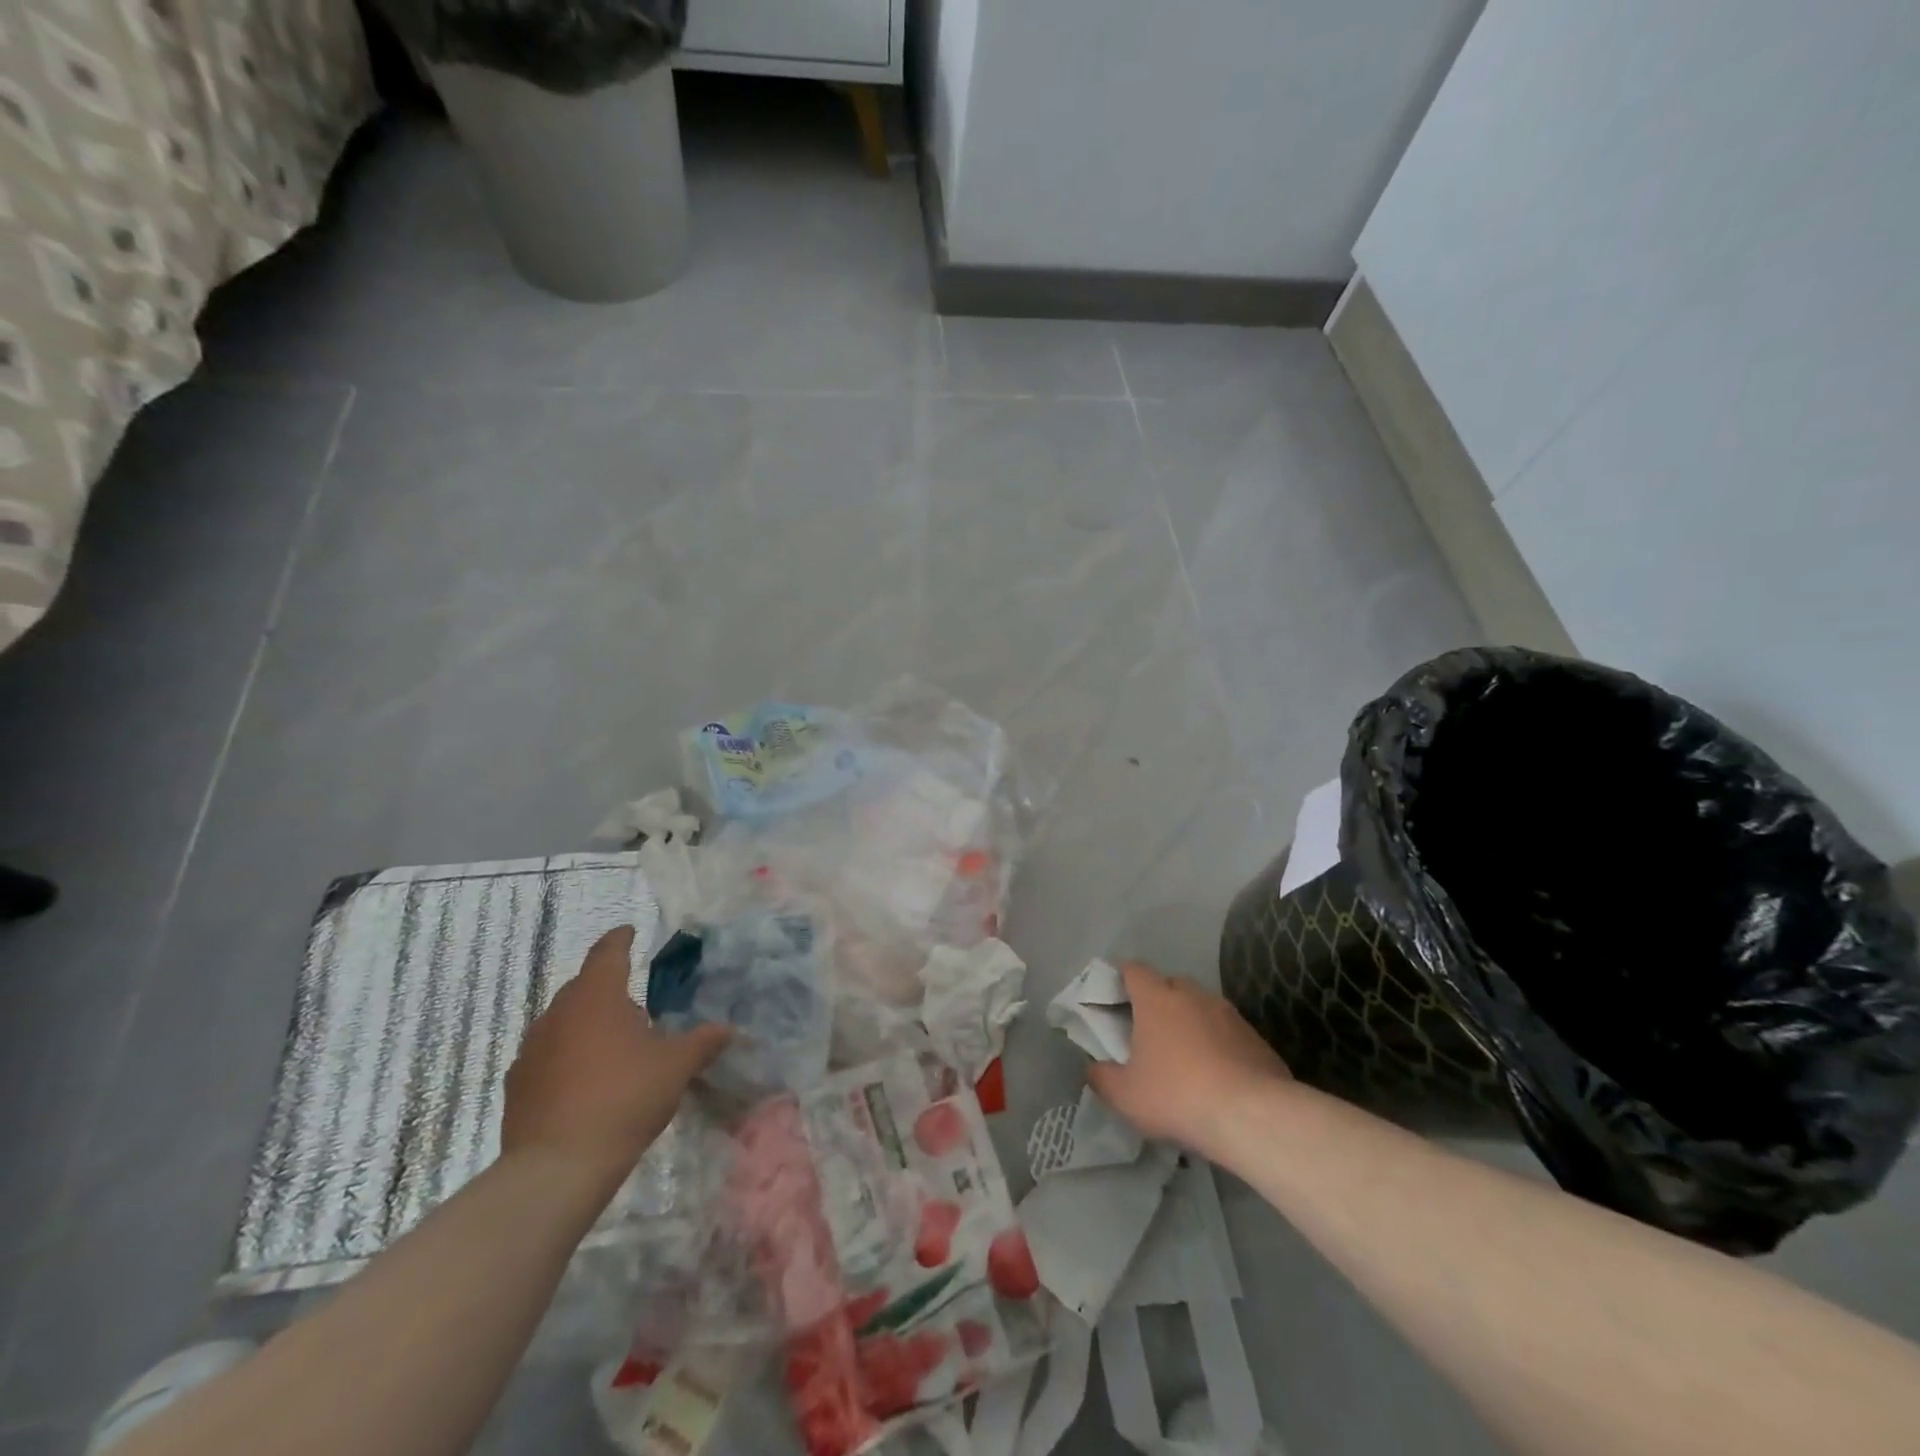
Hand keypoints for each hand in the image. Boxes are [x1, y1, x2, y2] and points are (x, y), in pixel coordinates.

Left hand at [502, 925, 729, 1185]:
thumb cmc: (624, 1098)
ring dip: (586, 1023)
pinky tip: (584, 1079)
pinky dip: (566, 1055)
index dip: (621, 940)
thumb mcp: (676, 1066)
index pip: (608, 952)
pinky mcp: (517, 1085)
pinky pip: (547, 1055)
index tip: (629, 932)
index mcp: (597, 996)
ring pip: (562, 1020)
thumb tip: (728, 1029)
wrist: (557, 1167)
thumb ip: (703, 1041)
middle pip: (583, 985)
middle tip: (635, 1002)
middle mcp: (558, 1013)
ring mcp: (532, 1049)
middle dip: (607, 986)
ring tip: (612, 1043)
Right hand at [1087, 961, 1291, 1157]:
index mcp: (1156, 999)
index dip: (1122, 977)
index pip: (1134, 969)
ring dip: (1191, 1022)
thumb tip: (1094, 1067)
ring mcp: (1228, 1013)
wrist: (1251, 1116)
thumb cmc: (1176, 1095)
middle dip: (1158, 1001)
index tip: (1116, 996)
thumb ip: (1102, 1077)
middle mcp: (1193, 995)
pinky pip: (1228, 1031)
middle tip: (1149, 1032)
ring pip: (1202, 1007)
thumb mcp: (1124, 1095)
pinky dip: (1219, 1044)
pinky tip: (1218, 1075)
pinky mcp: (1256, 1037)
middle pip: (1170, 984)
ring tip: (1186, 1057)